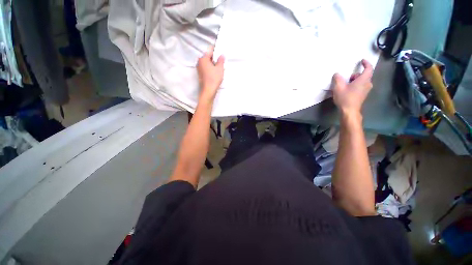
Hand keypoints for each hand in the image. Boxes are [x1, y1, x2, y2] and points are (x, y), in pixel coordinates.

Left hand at [197, 45, 224, 101]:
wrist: (208, 90)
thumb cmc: (214, 78)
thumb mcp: (219, 68)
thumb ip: (221, 60)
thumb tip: (222, 55)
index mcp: (203, 58)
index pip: (210, 51)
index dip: (217, 52)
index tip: (221, 54)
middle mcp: (199, 62)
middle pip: (208, 58)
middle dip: (215, 60)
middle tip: (221, 63)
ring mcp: (199, 69)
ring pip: (207, 64)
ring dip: (213, 65)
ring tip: (219, 70)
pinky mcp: (200, 75)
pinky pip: (206, 69)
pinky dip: (210, 70)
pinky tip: (215, 74)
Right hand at [332, 59, 372, 114]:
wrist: (349, 111)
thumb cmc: (345, 98)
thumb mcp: (338, 87)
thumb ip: (337, 78)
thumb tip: (337, 74)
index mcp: (363, 80)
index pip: (369, 68)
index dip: (366, 63)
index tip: (362, 60)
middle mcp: (368, 84)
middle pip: (364, 75)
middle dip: (356, 75)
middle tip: (347, 78)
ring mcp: (366, 90)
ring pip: (363, 81)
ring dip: (355, 80)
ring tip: (346, 85)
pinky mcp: (363, 95)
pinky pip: (361, 86)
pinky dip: (356, 85)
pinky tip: (348, 90)